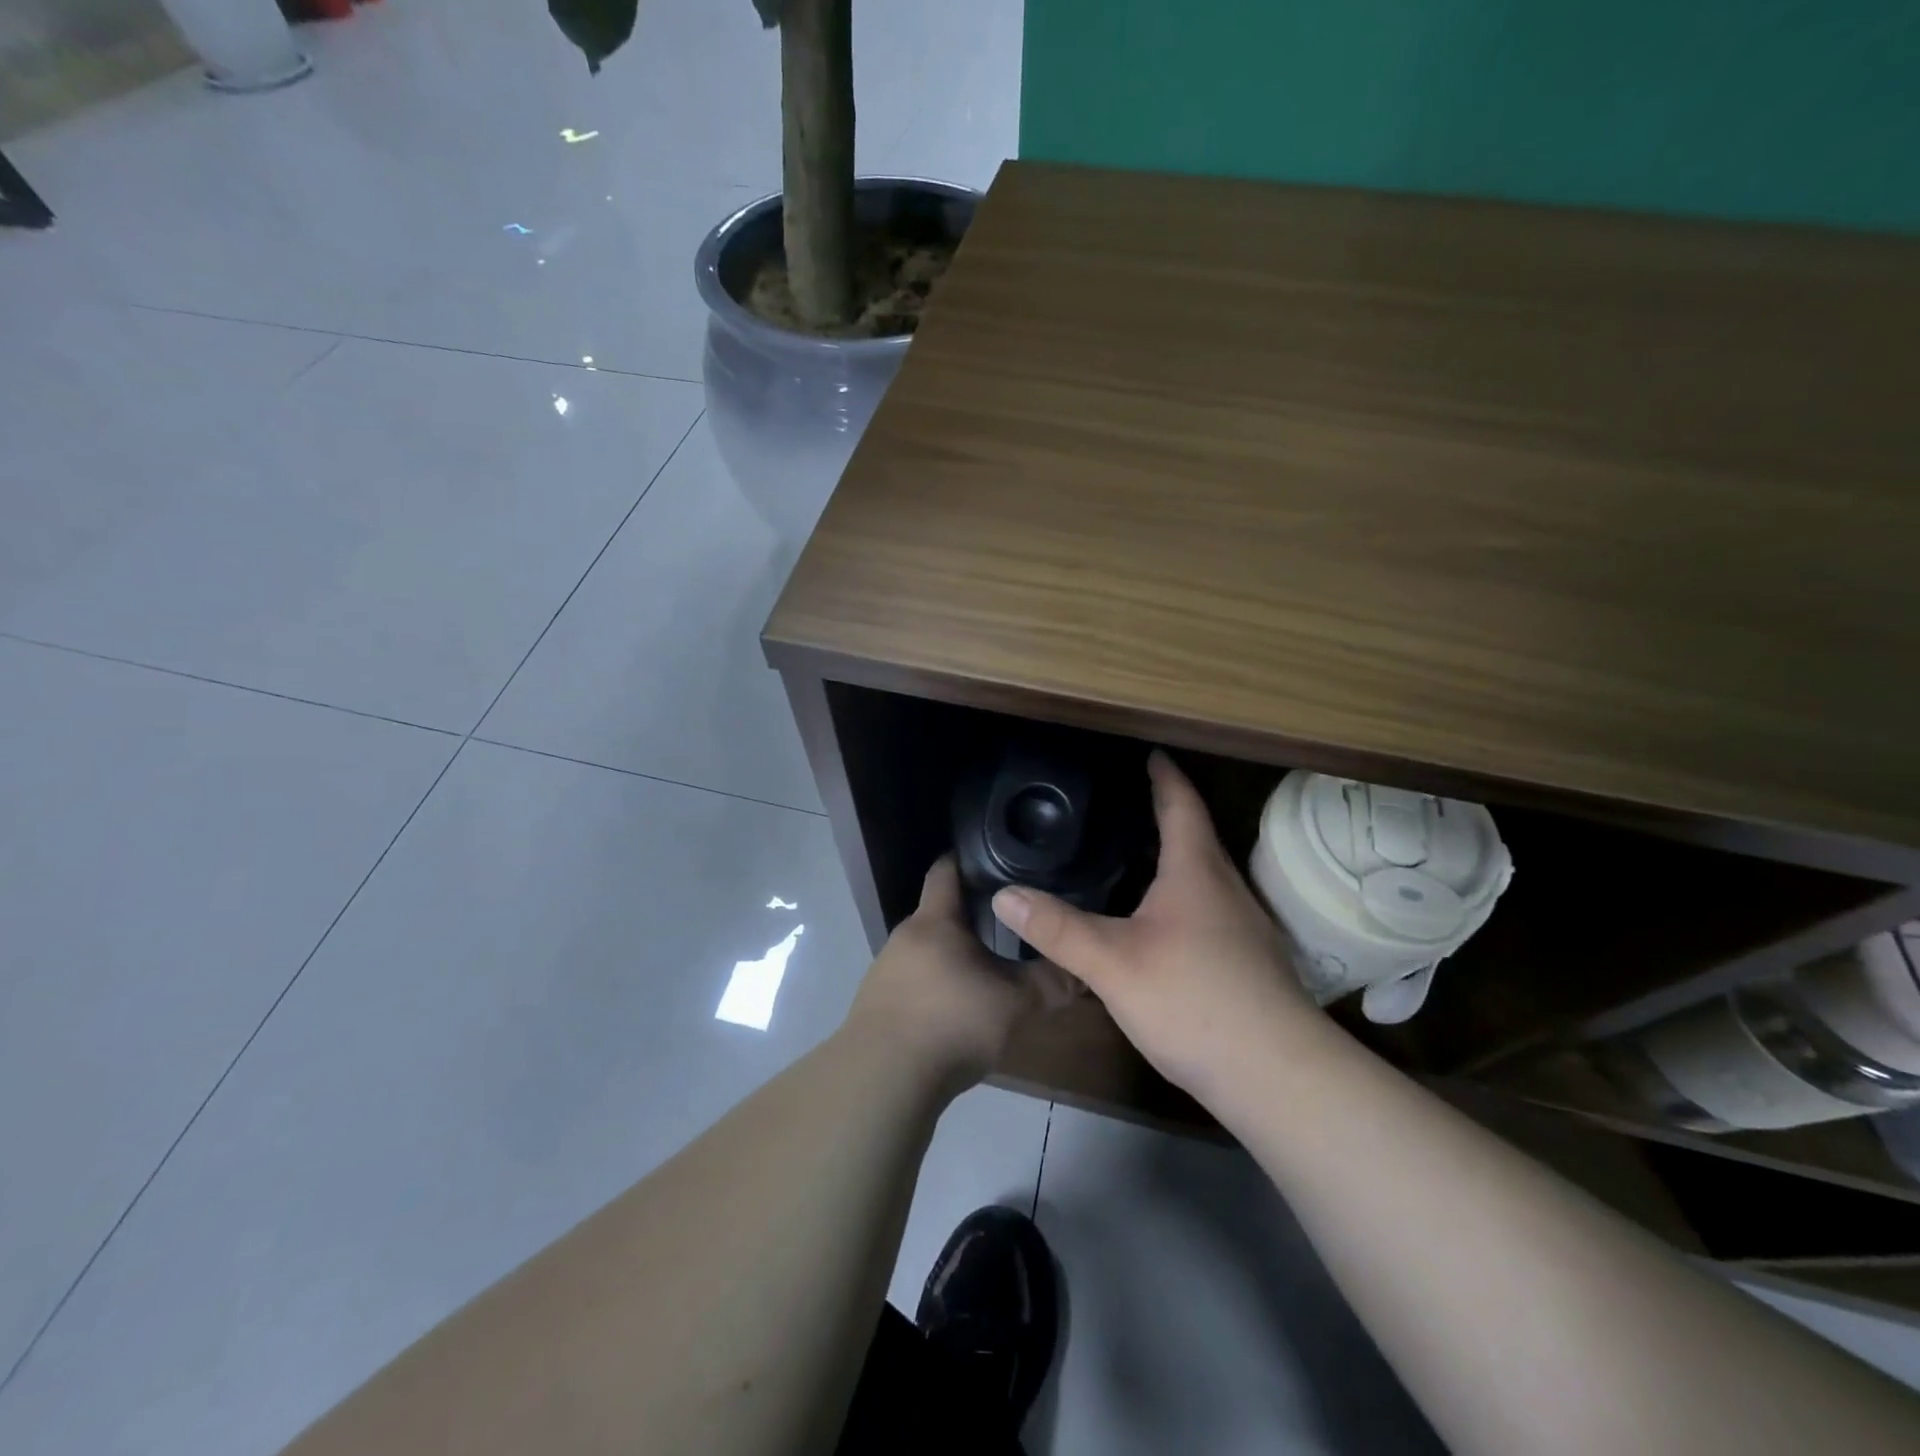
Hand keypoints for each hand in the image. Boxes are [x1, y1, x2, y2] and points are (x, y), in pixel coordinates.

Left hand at [844, 856, 1073, 1095]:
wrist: (883, 1079)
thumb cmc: (952, 1024)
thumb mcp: (1015, 1004)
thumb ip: (1050, 982)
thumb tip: (1083, 970)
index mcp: (934, 920)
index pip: (946, 869)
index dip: (969, 860)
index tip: (997, 862)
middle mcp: (904, 936)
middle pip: (939, 913)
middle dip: (970, 917)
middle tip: (1008, 927)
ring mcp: (884, 970)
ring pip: (926, 950)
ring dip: (952, 957)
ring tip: (985, 973)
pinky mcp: (875, 1004)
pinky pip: (912, 982)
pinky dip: (933, 987)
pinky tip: (954, 1012)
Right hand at [990, 751, 1332, 1106]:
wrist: (1276, 1076)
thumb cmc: (1194, 1001)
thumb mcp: (1112, 963)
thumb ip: (1057, 928)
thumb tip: (1003, 894)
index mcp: (1196, 871)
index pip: (1181, 804)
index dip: (1163, 775)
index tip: (1148, 753)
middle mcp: (1226, 888)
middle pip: (1195, 834)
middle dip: (1164, 812)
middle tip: (1123, 801)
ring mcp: (1243, 926)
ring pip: (1203, 873)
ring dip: (1173, 855)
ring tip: (1132, 853)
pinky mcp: (1247, 960)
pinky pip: (1208, 906)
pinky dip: (1180, 893)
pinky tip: (1156, 919)